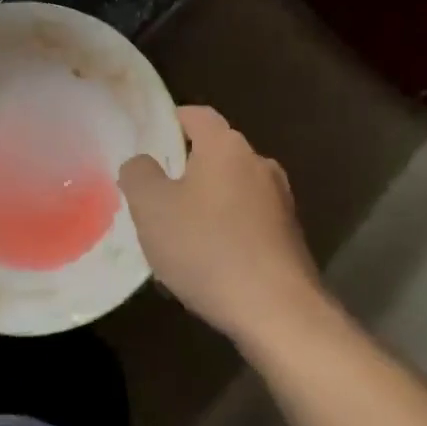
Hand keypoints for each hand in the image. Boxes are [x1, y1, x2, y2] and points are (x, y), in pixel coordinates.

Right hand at [119, 107, 328, 346]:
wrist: (277, 311)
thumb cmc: (207, 248)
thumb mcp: (151, 208)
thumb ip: (138, 174)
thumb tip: (142, 162)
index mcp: (226, 146)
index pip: (195, 115)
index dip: (168, 121)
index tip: (145, 142)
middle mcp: (258, 164)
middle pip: (212, 155)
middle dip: (182, 172)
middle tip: (152, 197)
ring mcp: (279, 201)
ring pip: (228, 192)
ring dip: (202, 207)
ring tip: (173, 240)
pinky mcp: (288, 237)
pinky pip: (245, 223)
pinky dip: (223, 233)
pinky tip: (204, 267)